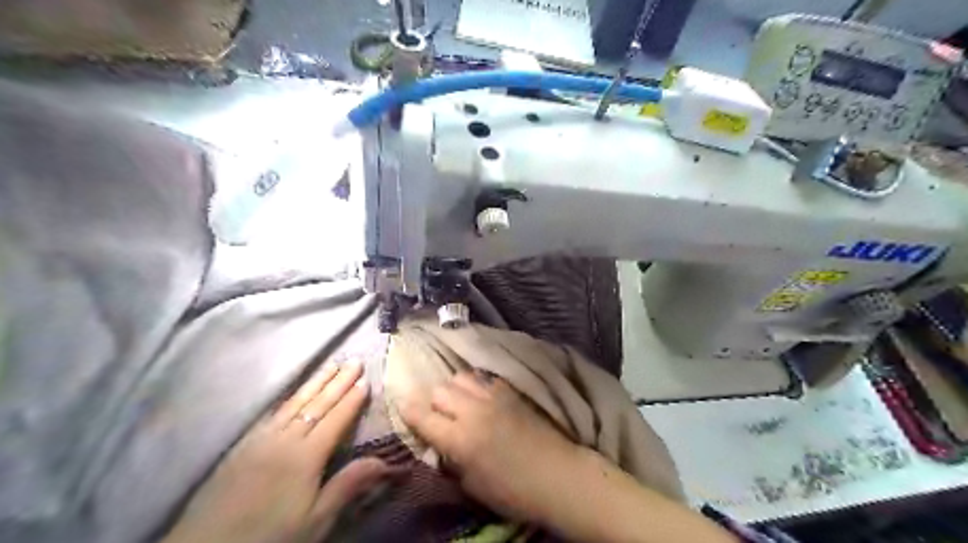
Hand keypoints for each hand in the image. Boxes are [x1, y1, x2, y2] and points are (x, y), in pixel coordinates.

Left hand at [161, 361, 387, 542]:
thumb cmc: (270, 537)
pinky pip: (273, 412)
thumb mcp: (316, 520)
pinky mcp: (243, 445)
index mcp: (306, 455)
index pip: (335, 419)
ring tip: (331, 365)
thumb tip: (385, 461)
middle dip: (338, 382)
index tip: (366, 379)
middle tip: (354, 361)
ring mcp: (261, 439)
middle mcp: (285, 439)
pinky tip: (295, 393)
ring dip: (316, 382)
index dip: (352, 399)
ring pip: (294, 403)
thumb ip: (348, 485)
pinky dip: (290, 397)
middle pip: (317, 404)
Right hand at [399, 374, 580, 525]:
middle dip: (432, 401)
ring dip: (454, 389)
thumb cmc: (513, 491)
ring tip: (459, 402)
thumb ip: (451, 460)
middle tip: (437, 414)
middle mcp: (473, 411)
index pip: (422, 415)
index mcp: (460, 439)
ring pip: (460, 377)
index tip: (404, 408)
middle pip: (439, 390)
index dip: (408, 410)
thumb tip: (440, 444)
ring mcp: (493, 396)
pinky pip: (483, 378)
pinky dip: (475, 385)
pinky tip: (481, 397)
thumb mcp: (472, 486)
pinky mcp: (510, 390)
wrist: (556, 474)